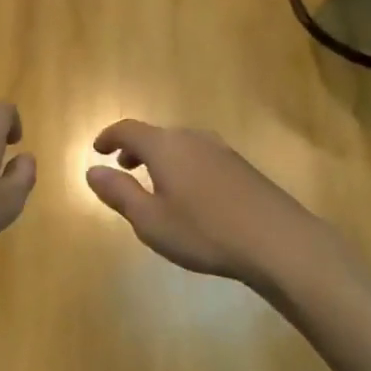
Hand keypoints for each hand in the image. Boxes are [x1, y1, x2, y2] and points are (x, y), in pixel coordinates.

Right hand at [85, 120, 318, 285]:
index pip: (128, 129)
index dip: (109, 136)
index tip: (97, 150)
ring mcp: (221, 150)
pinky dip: (183, 166)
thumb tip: (93, 171)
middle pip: (156, 135)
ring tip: (154, 182)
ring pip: (180, 145)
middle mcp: (193, 139)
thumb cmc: (204, 231)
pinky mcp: (241, 167)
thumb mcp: (150, 220)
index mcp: (166, 147)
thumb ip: (119, 193)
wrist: (277, 241)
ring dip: (160, 158)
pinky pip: (200, 156)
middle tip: (123, 167)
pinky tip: (189, 194)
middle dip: (135, 149)